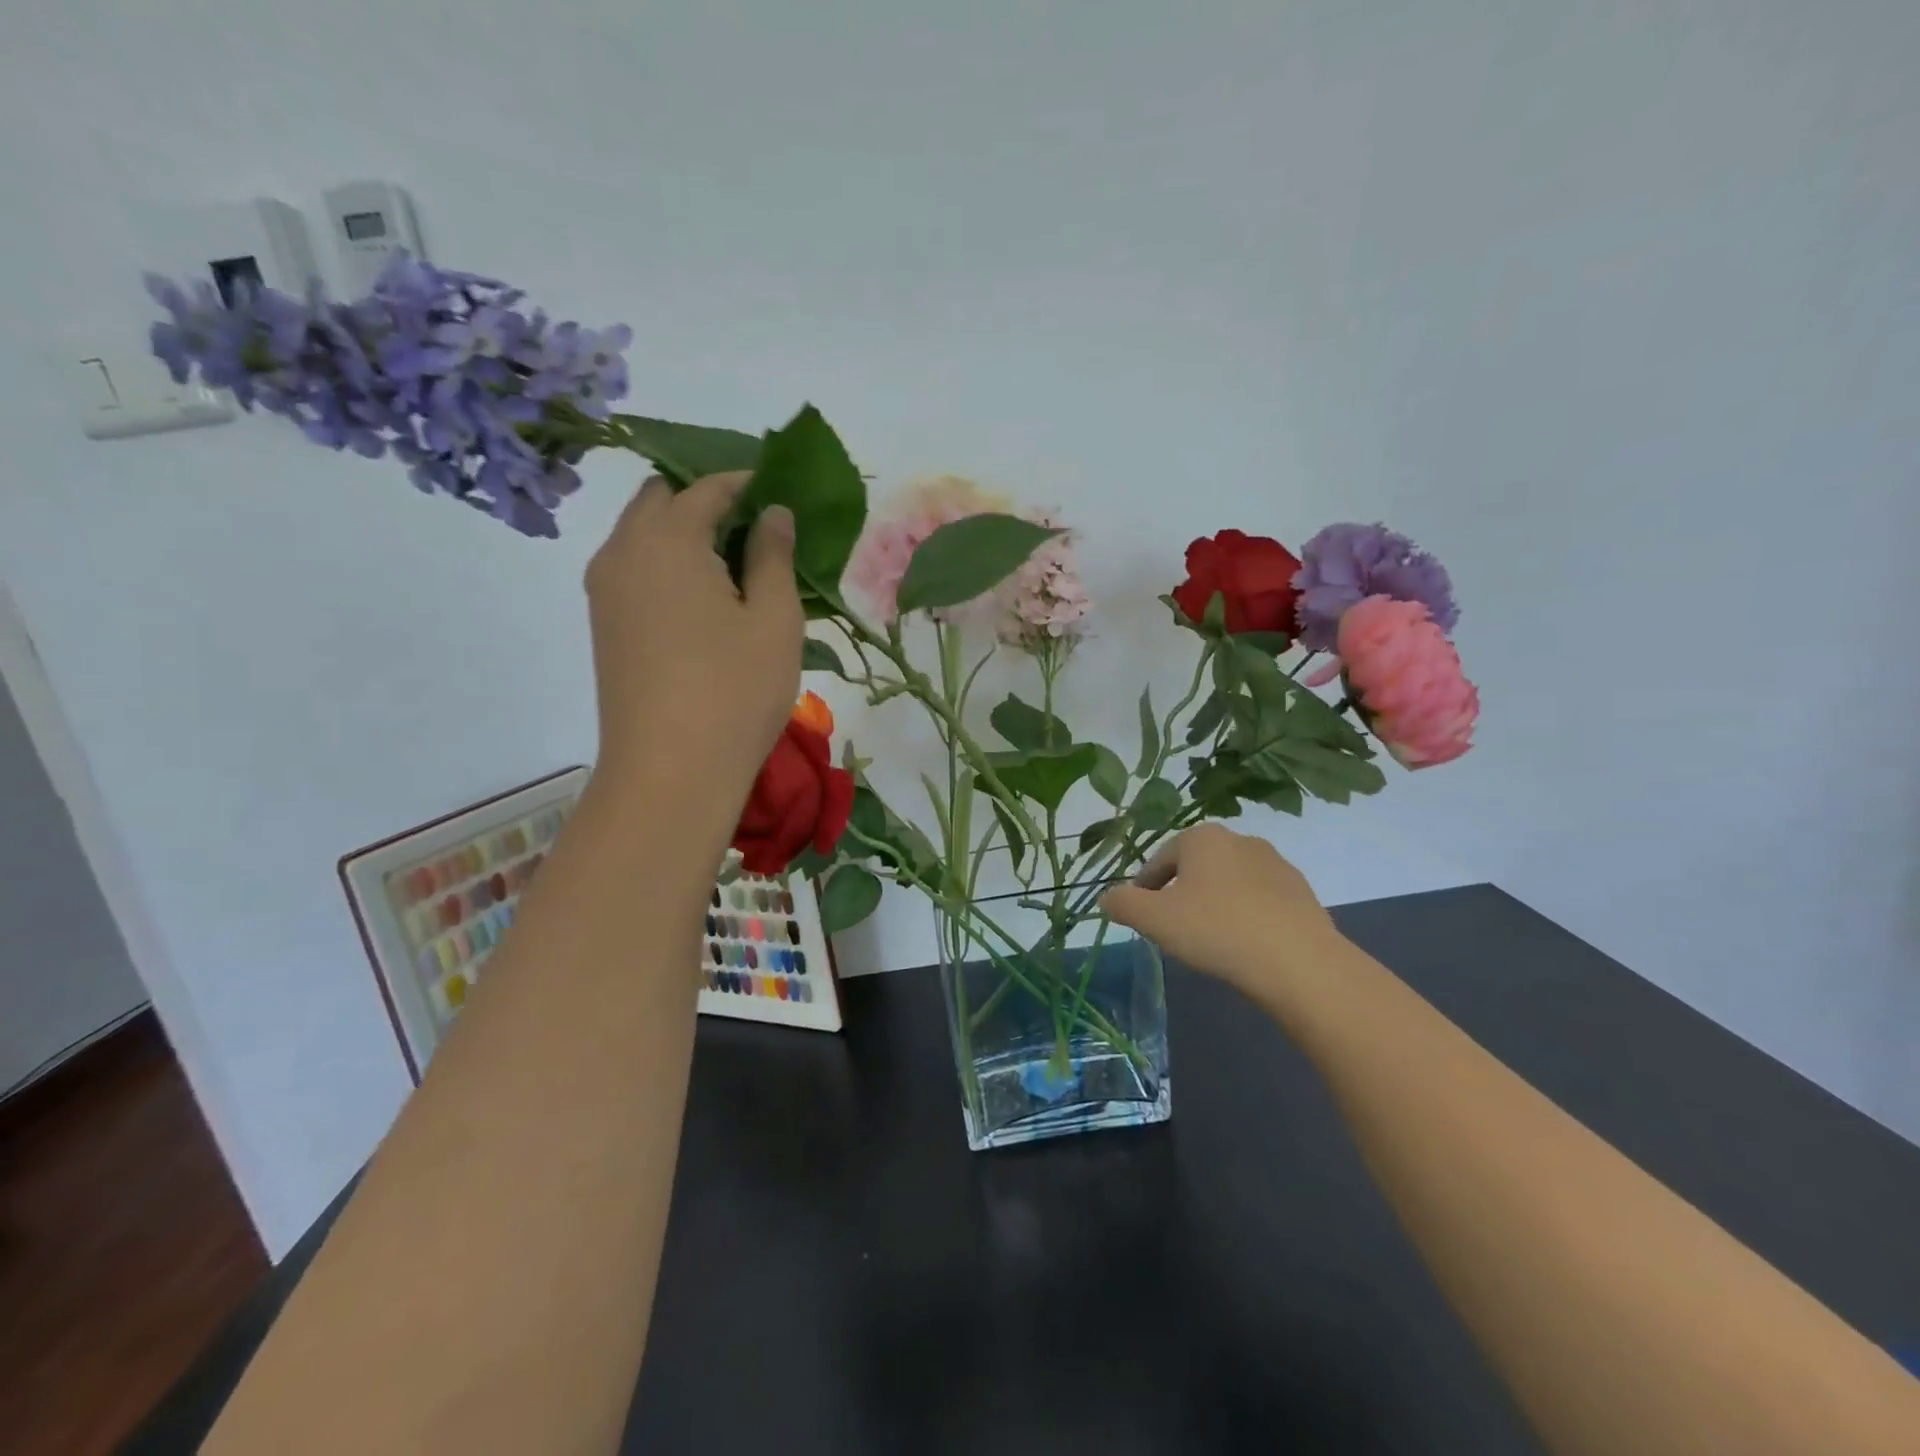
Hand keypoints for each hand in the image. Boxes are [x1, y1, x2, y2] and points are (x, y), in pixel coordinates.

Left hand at [585, 472, 801, 795]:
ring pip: (642, 534)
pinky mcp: (604, 623)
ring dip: (683, 533)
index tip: (780, 493)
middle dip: (706, 501)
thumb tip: (772, 513)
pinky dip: (667, 564)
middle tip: (756, 532)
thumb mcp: (774, 620)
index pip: (706, 488)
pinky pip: (634, 569)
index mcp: (667, 540)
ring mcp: (605, 589)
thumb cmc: (735, 691)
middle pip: (661, 500)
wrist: (669, 771)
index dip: (746, 483)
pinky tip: (704, 600)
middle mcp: (623, 551)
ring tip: (735, 567)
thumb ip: (774, 555)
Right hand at [1101, 824, 1345, 1003]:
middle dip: (1181, 893)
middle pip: (1196, 868)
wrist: (1299, 963)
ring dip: (1215, 903)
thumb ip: (1124, 904)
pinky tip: (1245, 944)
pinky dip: (1247, 915)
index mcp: (1202, 838)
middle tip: (1174, 928)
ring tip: (1211, 939)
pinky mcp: (1302, 892)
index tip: (1141, 916)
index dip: (1144, 888)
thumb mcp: (1155, 920)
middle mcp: (1240, 840)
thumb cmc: (1216, 930)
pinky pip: (1260, 900)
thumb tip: (1107, 896)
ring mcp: (1276, 864)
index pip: (1160, 861)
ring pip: (1229, 882)